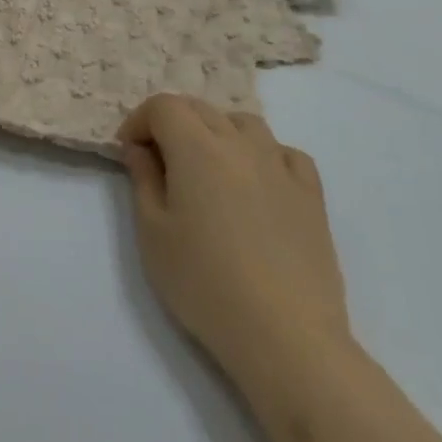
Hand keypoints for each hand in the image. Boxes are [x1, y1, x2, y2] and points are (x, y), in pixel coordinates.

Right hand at [119, 95, 349, 380]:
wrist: (285, 336)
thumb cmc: (204, 284)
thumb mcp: (153, 233)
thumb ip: (143, 180)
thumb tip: (140, 149)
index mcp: (197, 148)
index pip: (164, 106)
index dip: (140, 120)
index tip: (130, 152)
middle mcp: (240, 144)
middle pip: (201, 109)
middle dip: (172, 123)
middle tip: (159, 162)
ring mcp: (281, 166)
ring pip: (243, 123)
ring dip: (217, 132)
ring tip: (207, 169)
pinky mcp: (311, 194)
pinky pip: (284, 153)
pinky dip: (262, 155)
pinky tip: (256, 183)